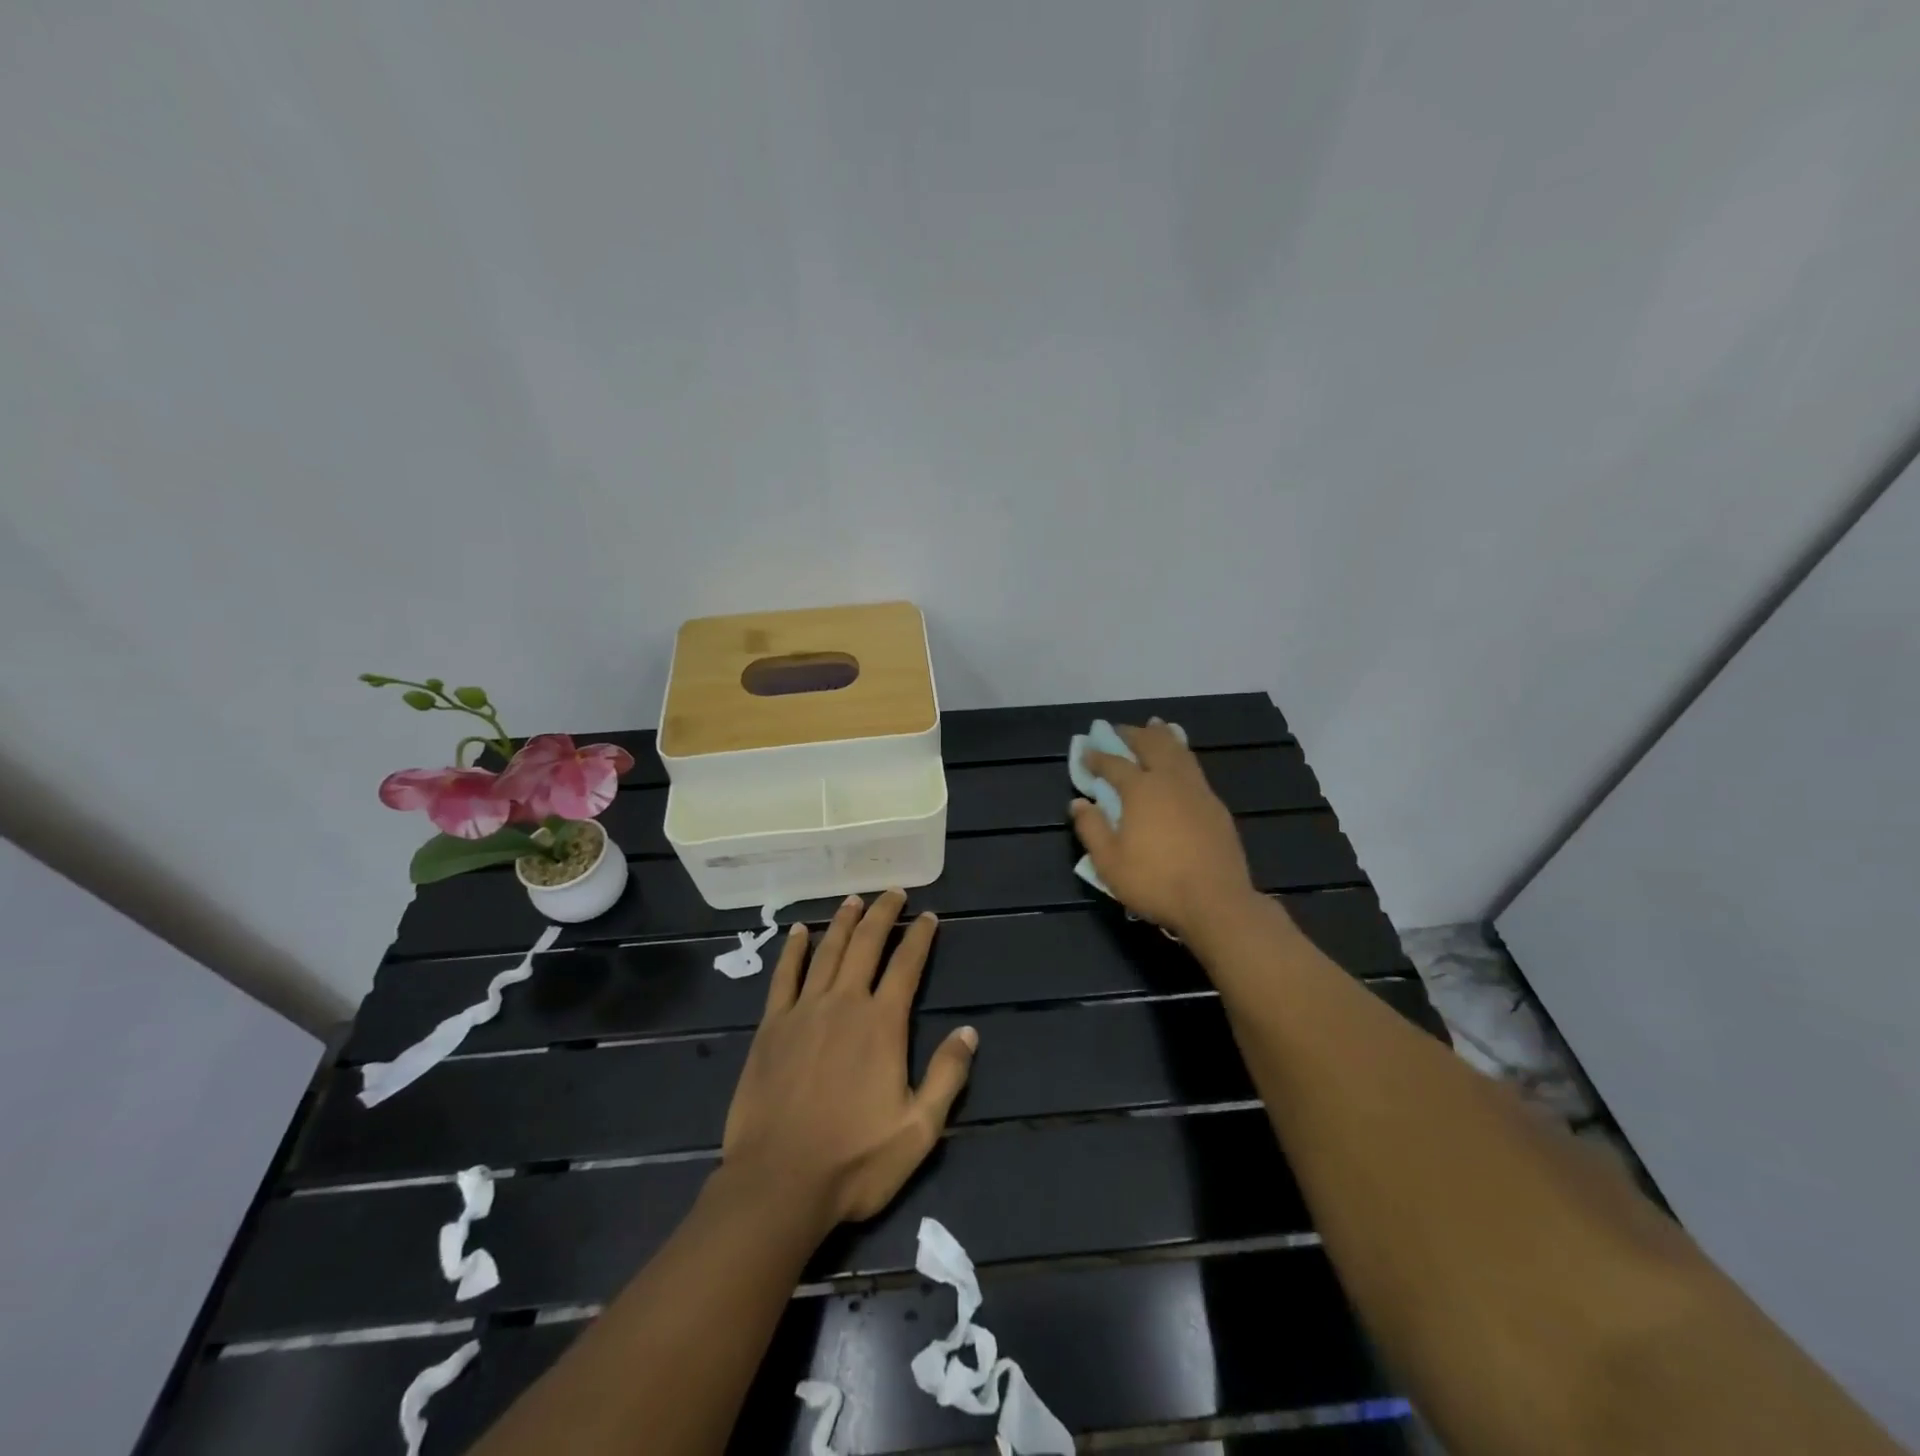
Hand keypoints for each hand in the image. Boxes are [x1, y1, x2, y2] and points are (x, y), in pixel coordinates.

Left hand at [721, 890, 976, 1227]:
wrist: (778, 1184)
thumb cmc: (854, 1161)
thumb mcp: (918, 1130)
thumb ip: (947, 1077)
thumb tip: (968, 1032)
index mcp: (882, 1024)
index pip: (906, 965)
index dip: (919, 936)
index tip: (928, 916)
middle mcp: (844, 1003)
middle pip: (866, 944)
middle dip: (883, 914)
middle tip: (893, 892)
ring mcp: (804, 1011)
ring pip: (827, 951)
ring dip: (843, 921)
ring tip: (854, 899)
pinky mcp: (771, 1026)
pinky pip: (784, 976)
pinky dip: (794, 950)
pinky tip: (800, 932)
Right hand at [1069, 720, 1258, 938]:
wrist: (1217, 902)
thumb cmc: (1155, 882)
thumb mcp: (1109, 863)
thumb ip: (1091, 829)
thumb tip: (1078, 803)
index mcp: (1141, 790)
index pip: (1114, 764)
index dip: (1097, 756)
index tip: (1086, 751)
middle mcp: (1170, 781)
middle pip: (1152, 745)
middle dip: (1133, 734)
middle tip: (1120, 730)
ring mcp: (1198, 791)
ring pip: (1179, 752)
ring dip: (1163, 736)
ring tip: (1156, 726)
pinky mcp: (1216, 806)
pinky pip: (1195, 769)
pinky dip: (1182, 755)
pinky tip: (1181, 763)